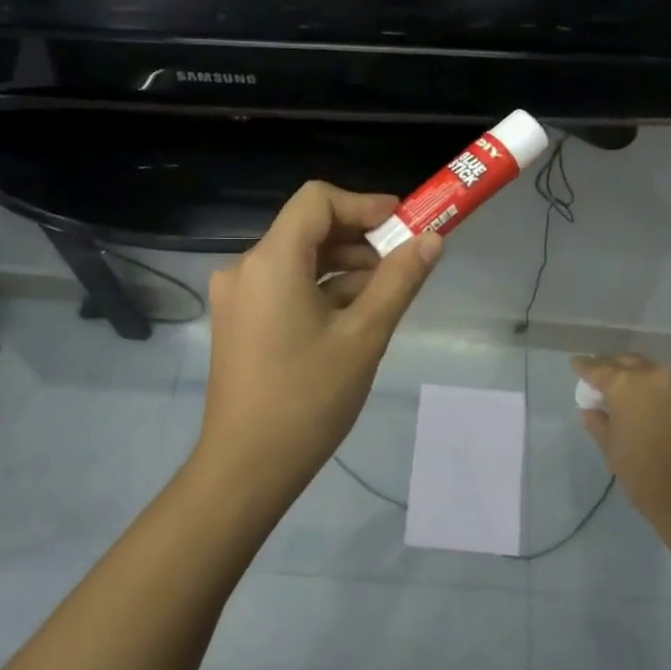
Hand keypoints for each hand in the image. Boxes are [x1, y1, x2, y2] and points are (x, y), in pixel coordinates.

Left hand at [195, 182, 443, 498]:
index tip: (403, 225)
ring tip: (384, 296)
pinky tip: (353, 317)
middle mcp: (245, 268)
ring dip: (343, 267)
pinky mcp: (239, 321)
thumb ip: (399, 280)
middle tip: (404, 263)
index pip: (317, 200)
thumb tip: (432, 239)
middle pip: (307, 229)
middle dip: (359, 239)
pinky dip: (320, 290)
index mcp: (271, 261)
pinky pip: (285, 286)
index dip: (363, 204)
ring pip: (298, 260)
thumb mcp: (365, 336)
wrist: (246, 469)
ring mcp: (238, 297)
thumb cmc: (308, 399)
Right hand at [571, 354, 670, 526]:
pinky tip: (649, 399)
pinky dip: (654, 386)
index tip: (576, 364)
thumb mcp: (610, 447)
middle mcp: (651, 375)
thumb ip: (597, 421)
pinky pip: (668, 383)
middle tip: (600, 375)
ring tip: (625, 386)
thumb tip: (592, 409)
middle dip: (610, 366)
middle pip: (625, 361)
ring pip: (649, 368)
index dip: (583, 367)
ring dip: (635, 373)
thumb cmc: (643, 472)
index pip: (597, 368)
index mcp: (624, 384)